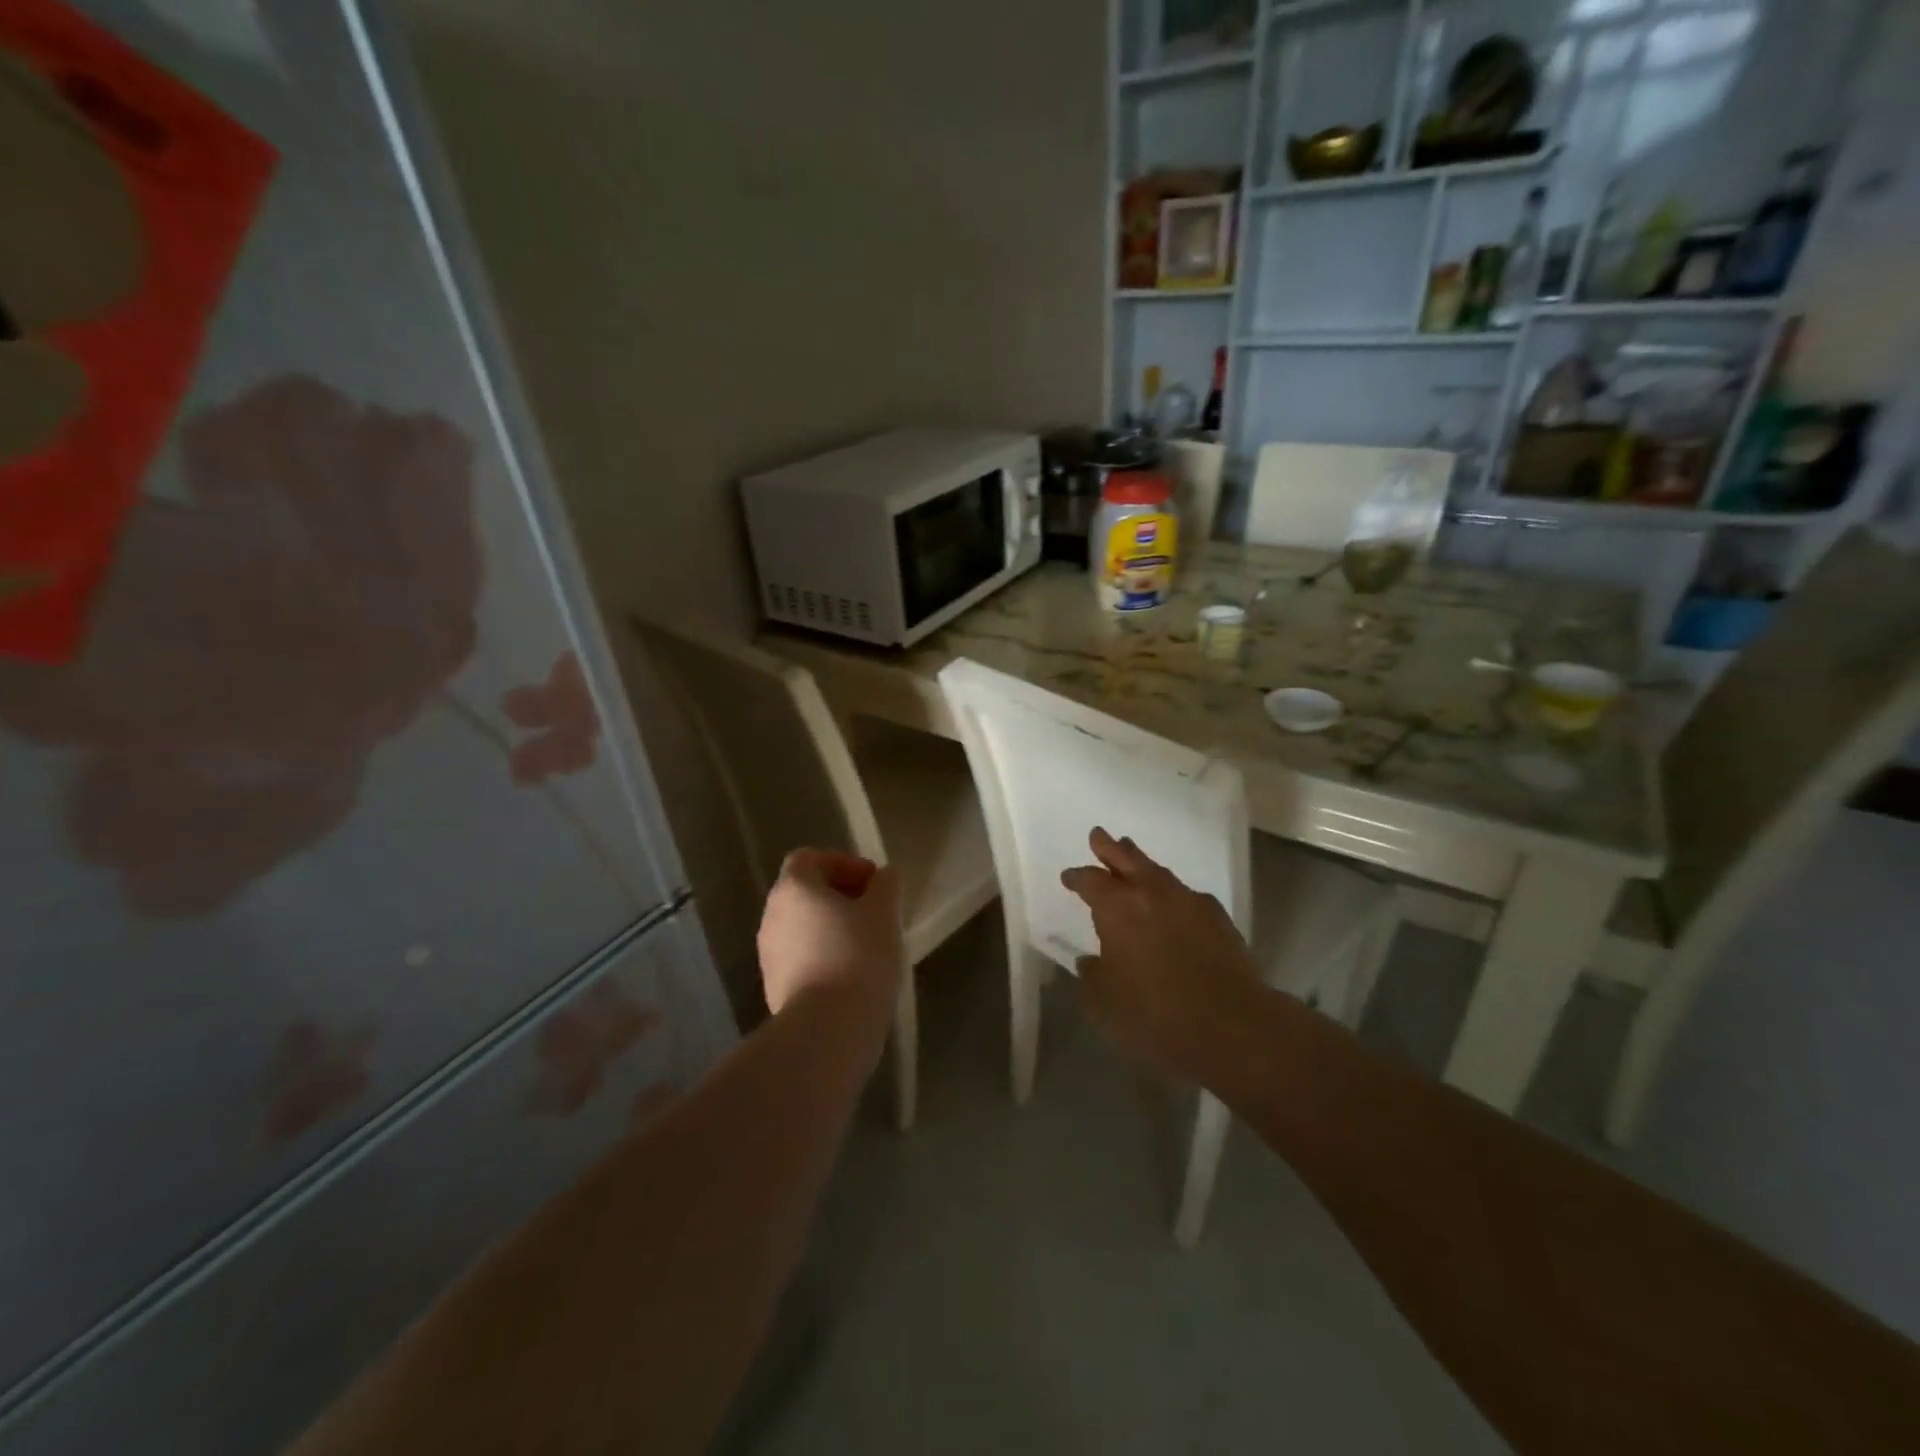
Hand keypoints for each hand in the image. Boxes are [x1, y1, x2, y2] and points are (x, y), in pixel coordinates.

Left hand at [757, 849, 903, 1026]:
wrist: (827, 1030)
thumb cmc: (858, 957)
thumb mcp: (884, 913)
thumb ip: (886, 885)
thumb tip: (884, 876)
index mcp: (794, 888)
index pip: (810, 857)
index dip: (844, 862)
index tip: (873, 884)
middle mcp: (772, 915)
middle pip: (805, 891)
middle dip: (840, 896)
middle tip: (875, 913)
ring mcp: (769, 954)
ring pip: (802, 926)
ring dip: (832, 927)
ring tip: (867, 946)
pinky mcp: (774, 987)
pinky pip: (800, 957)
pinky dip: (823, 955)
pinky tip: (851, 975)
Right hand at [1060, 828, 1261, 1080]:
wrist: (1231, 1024)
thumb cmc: (1155, 1014)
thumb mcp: (1104, 1003)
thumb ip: (1092, 976)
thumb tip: (1090, 961)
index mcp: (1117, 908)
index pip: (1090, 881)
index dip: (1077, 877)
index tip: (1068, 876)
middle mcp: (1151, 893)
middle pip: (1126, 858)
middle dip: (1110, 848)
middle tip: (1099, 836)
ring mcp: (1189, 901)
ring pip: (1159, 872)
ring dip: (1142, 865)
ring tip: (1134, 860)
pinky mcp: (1218, 917)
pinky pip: (1187, 895)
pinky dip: (1174, 894)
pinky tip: (1175, 904)